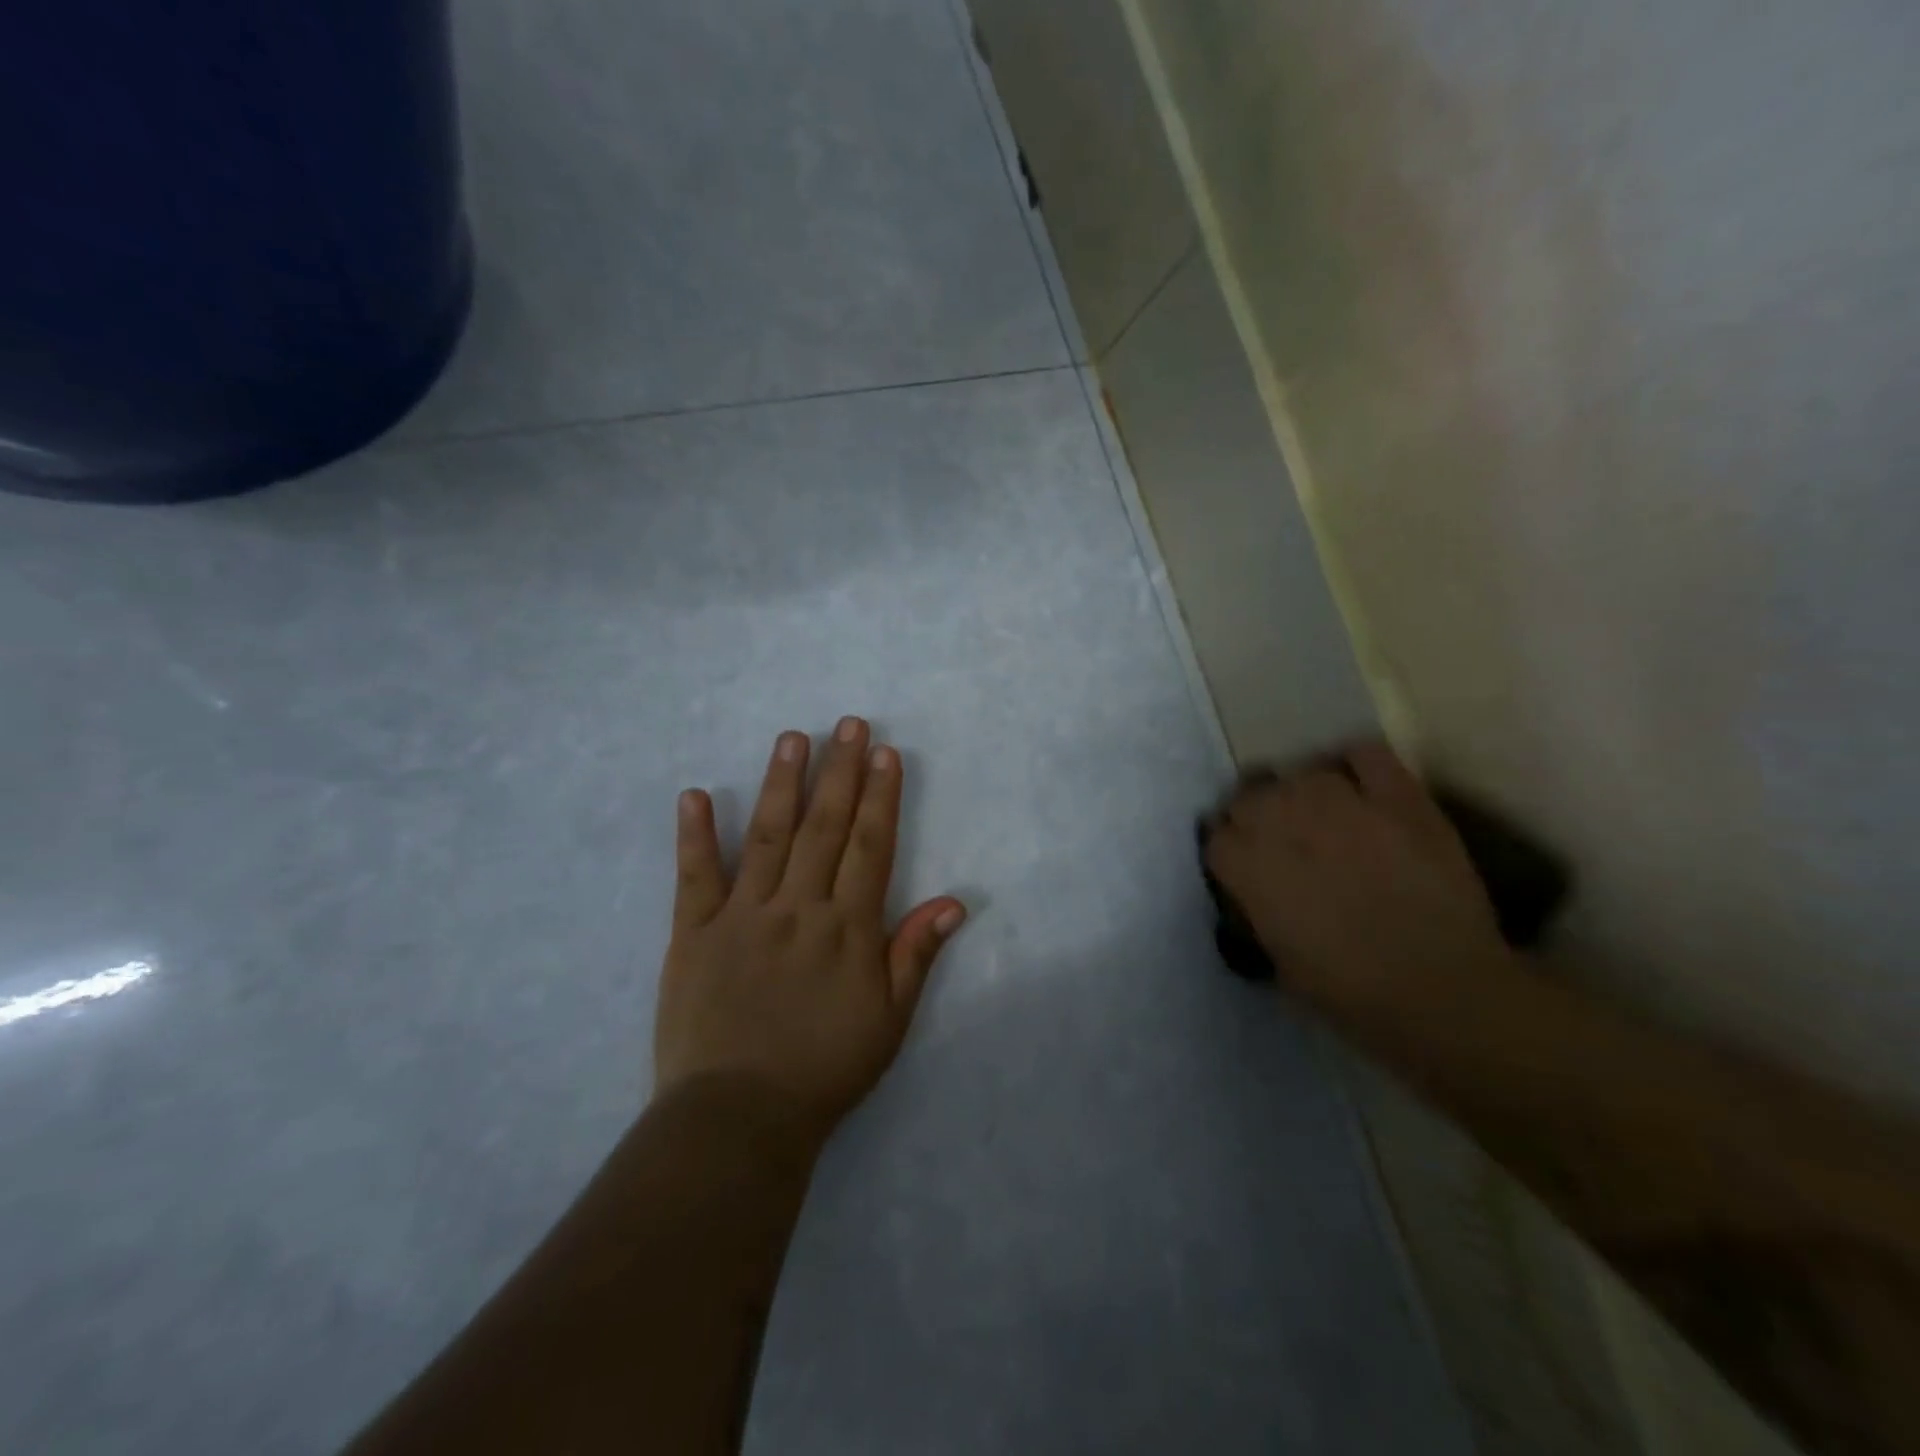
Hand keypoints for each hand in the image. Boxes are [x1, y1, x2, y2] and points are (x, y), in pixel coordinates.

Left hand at [653, 717, 966, 1149]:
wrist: (739, 1118)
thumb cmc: (824, 1070)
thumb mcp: (888, 1020)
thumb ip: (915, 955)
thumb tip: (954, 902)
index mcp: (847, 928)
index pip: (870, 846)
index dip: (881, 796)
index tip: (885, 753)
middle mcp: (797, 908)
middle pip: (824, 827)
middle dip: (840, 771)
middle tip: (848, 724)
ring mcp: (742, 916)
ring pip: (766, 837)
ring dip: (781, 784)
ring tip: (792, 738)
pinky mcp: (692, 934)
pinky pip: (694, 877)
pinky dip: (694, 835)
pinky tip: (695, 794)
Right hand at [1204, 742, 1515, 1023]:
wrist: (1445, 993)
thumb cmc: (1352, 995)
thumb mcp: (1278, 963)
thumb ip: (1258, 913)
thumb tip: (1259, 893)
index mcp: (1250, 869)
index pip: (1216, 836)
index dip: (1230, 852)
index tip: (1244, 867)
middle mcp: (1284, 823)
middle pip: (1250, 795)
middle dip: (1257, 816)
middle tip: (1282, 842)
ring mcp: (1344, 805)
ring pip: (1302, 773)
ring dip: (1303, 793)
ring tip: (1322, 815)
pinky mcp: (1399, 798)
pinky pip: (1365, 754)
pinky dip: (1357, 765)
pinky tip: (1362, 788)